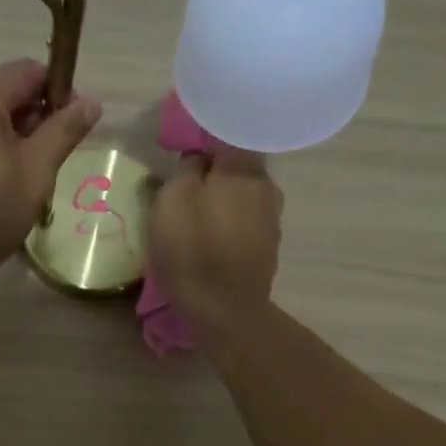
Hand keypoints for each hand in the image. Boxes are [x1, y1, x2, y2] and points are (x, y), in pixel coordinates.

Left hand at [0, 58, 101, 299]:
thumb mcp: (34, 175)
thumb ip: (63, 131)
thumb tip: (91, 102)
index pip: (30, 72)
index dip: (59, 95)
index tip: (71, 133)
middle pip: (1, 91)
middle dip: (30, 120)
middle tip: (45, 165)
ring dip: (4, 136)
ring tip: (15, 180)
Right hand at [148, 148, 282, 336]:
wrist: (225, 309)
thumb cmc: (193, 249)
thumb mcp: (173, 200)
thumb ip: (186, 168)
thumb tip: (197, 157)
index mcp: (244, 168)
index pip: (226, 135)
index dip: (202, 140)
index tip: (181, 151)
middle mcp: (266, 186)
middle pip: (236, 167)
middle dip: (213, 173)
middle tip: (183, 186)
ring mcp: (271, 219)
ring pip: (242, 196)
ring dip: (221, 201)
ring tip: (195, 216)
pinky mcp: (268, 247)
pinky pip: (245, 222)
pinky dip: (229, 224)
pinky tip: (211, 239)